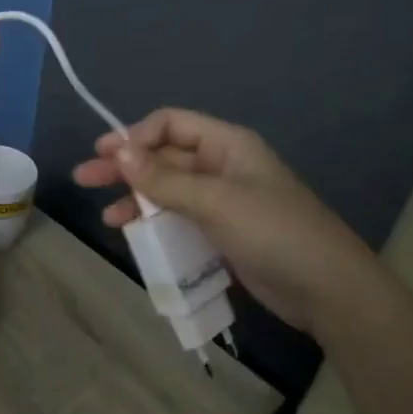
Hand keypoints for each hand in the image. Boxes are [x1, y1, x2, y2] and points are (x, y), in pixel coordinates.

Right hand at [72, 108, 385, 336]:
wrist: (327, 289)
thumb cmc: (274, 232)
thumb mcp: (215, 201)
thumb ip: (164, 179)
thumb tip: (118, 152)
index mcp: (228, 145)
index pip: (171, 124)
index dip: (136, 136)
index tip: (105, 156)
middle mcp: (223, 166)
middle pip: (165, 156)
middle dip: (125, 166)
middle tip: (84, 178)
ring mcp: (223, 201)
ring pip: (168, 190)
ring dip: (136, 198)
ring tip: (106, 215)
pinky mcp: (222, 232)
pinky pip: (179, 218)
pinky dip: (155, 222)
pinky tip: (134, 234)